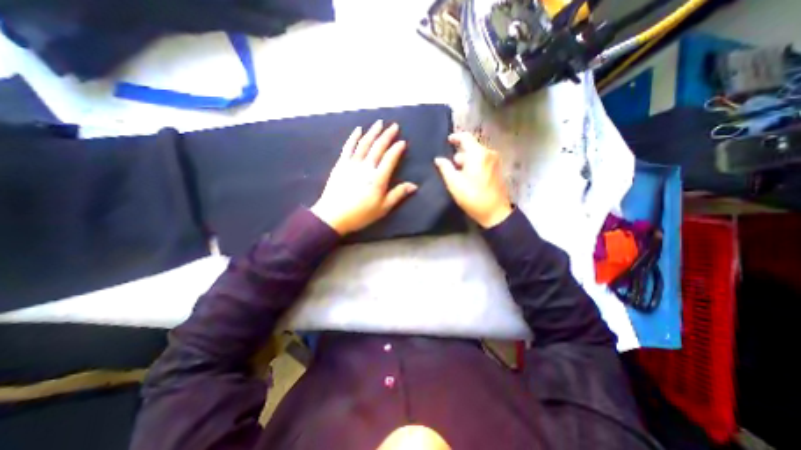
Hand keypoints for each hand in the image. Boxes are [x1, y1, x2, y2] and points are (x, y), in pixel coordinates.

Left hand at [308, 121, 415, 236]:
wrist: (333, 216)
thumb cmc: (360, 214)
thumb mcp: (383, 208)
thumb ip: (398, 194)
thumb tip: (414, 185)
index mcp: (378, 178)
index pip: (390, 158)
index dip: (397, 149)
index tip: (403, 141)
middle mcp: (366, 167)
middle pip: (378, 147)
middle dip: (387, 135)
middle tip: (394, 125)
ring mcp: (352, 164)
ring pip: (364, 143)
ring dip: (372, 132)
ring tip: (379, 123)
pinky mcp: (341, 164)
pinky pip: (348, 147)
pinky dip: (353, 137)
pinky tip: (358, 130)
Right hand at [436, 129, 509, 228]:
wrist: (495, 212)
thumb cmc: (472, 196)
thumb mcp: (454, 183)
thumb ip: (445, 168)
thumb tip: (438, 159)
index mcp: (478, 154)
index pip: (466, 137)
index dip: (456, 137)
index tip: (448, 141)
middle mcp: (488, 153)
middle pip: (472, 147)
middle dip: (460, 154)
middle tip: (450, 165)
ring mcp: (494, 161)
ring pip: (477, 155)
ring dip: (466, 160)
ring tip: (457, 173)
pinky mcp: (497, 170)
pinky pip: (482, 161)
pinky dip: (474, 164)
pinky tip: (467, 176)